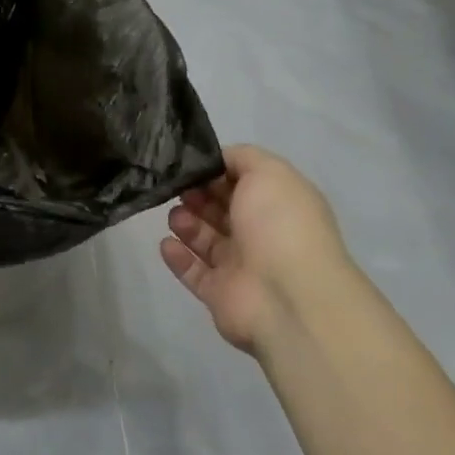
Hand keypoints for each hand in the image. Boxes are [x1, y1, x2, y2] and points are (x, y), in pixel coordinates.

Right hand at [160, 144, 357, 353]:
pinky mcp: (219, 294)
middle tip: (177, 189)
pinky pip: (193, 272)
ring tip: (175, 217)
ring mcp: (240, 266)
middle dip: (197, 195)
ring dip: (186, 223)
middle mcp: (261, 233)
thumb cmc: (280, 225)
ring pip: (205, 239)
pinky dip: (178, 257)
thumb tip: (219, 161)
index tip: (191, 165)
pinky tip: (166, 243)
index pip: (243, 182)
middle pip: (221, 209)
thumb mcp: (269, 172)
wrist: (288, 297)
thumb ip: (243, 157)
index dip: (217, 171)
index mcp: (278, 204)